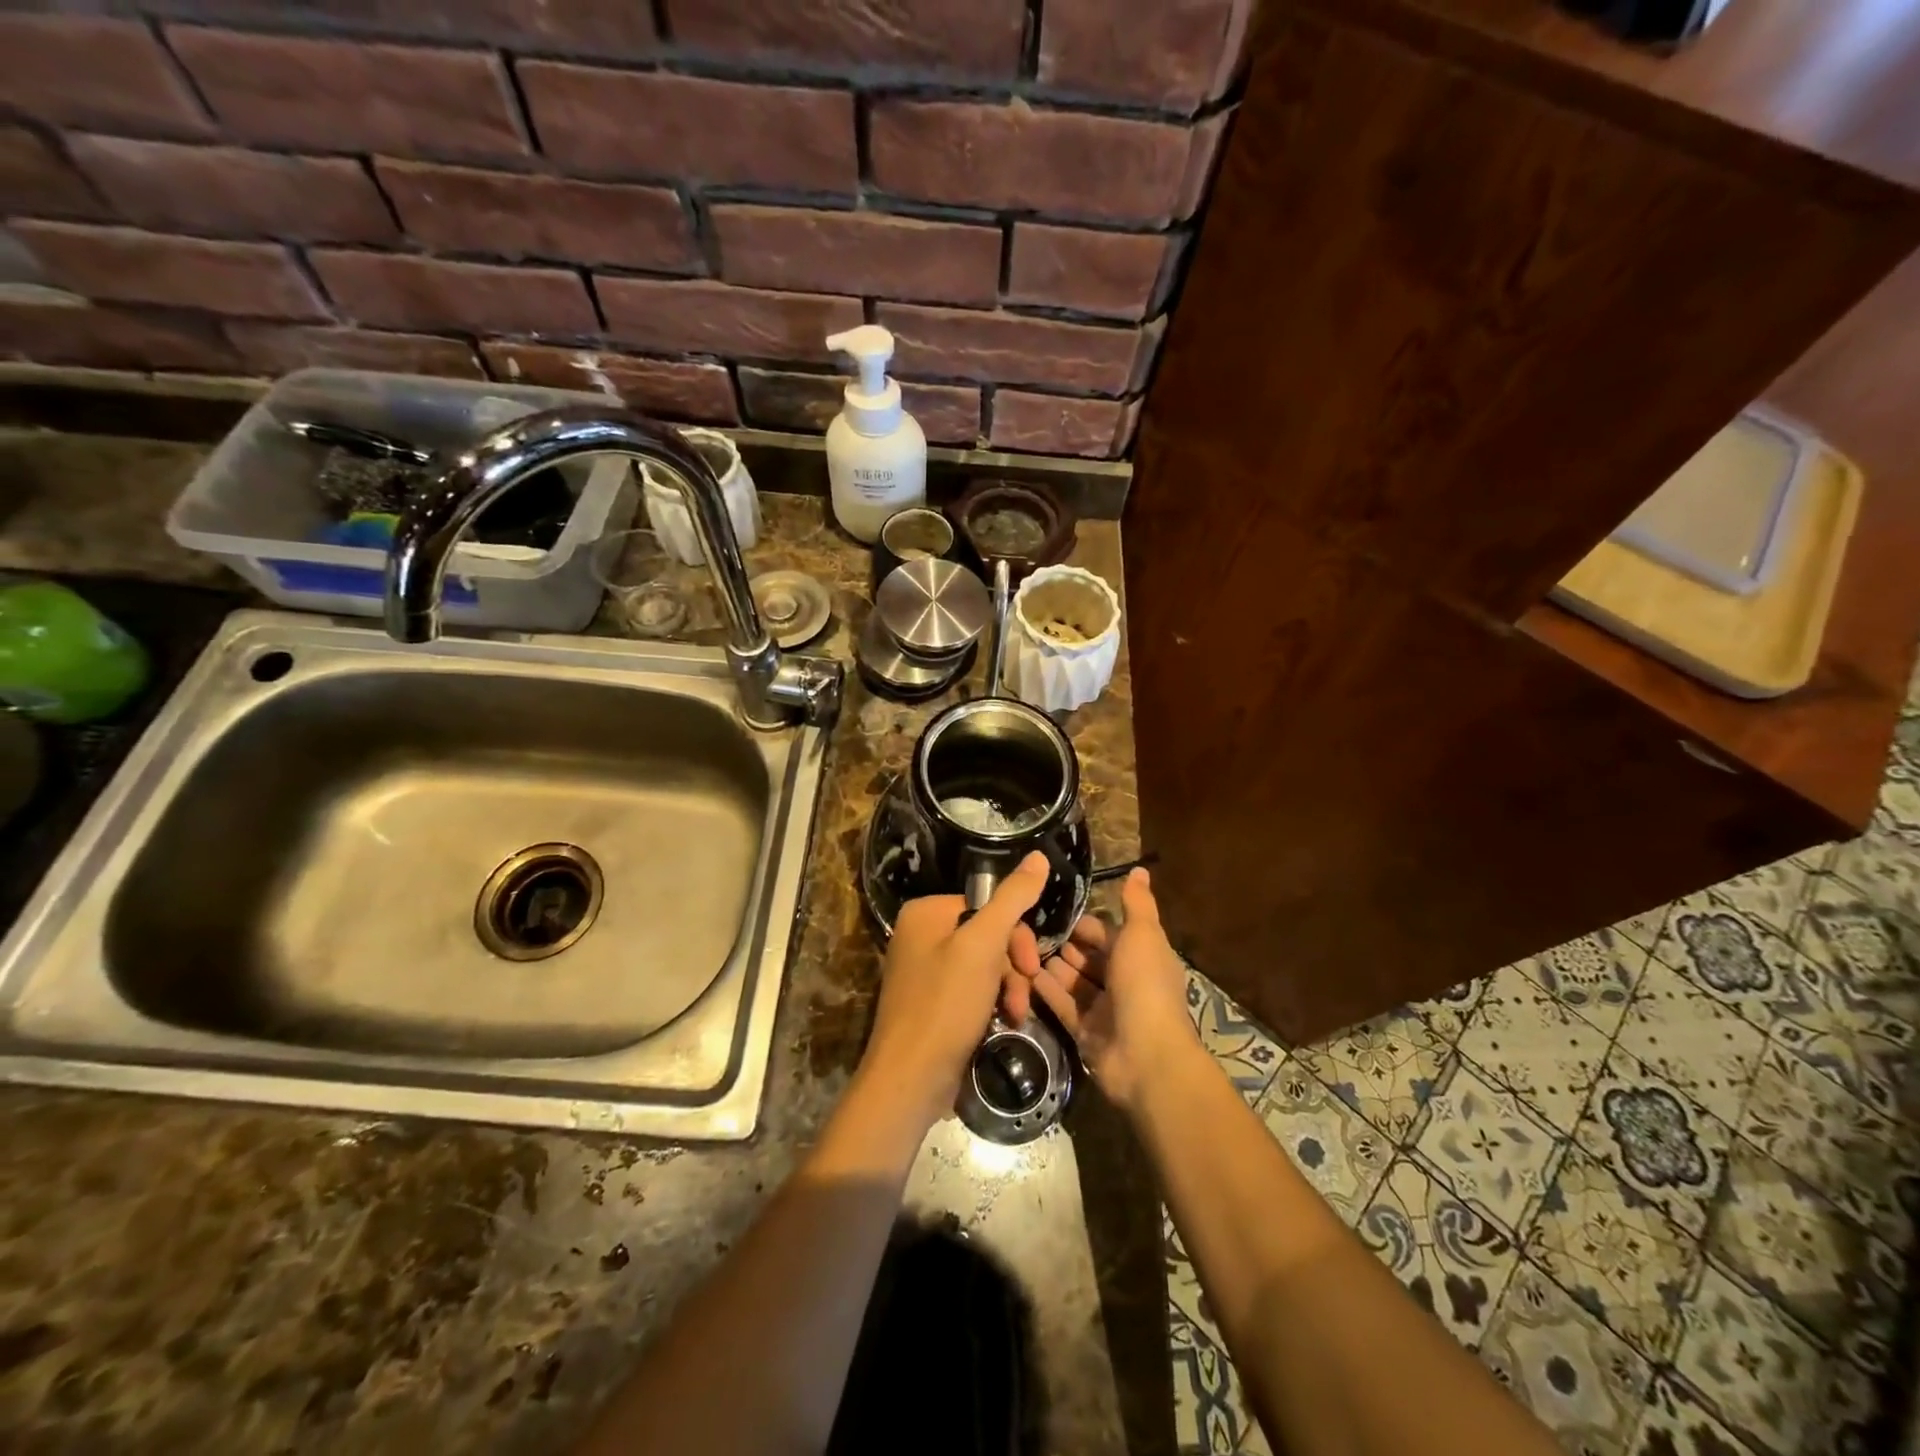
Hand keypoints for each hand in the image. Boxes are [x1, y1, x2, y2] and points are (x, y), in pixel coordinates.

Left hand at [855, 853, 1048, 1134]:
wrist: (910, 1080)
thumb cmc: (945, 1004)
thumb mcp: (983, 945)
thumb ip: (1013, 899)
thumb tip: (1039, 855)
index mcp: (926, 912)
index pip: (988, 905)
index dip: (1016, 934)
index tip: (1031, 964)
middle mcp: (921, 935)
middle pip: (988, 935)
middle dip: (1013, 965)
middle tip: (1026, 990)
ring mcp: (925, 971)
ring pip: (985, 965)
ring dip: (1008, 987)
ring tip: (1014, 1013)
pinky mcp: (932, 1004)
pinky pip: (973, 990)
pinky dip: (992, 1003)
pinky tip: (1003, 1022)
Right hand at [1029, 868, 1199, 1111]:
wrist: (1146, 1056)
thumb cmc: (1145, 986)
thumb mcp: (1142, 935)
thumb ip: (1137, 903)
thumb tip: (1140, 869)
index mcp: (1142, 957)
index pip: (1110, 934)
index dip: (1086, 925)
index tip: (1056, 913)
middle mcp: (1125, 982)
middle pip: (1091, 959)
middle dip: (1067, 946)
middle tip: (1031, 930)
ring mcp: (1105, 1010)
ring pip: (1075, 983)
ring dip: (1054, 967)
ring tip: (1023, 950)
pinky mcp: (1086, 1033)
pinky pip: (1063, 1007)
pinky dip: (1047, 992)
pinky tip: (1025, 975)